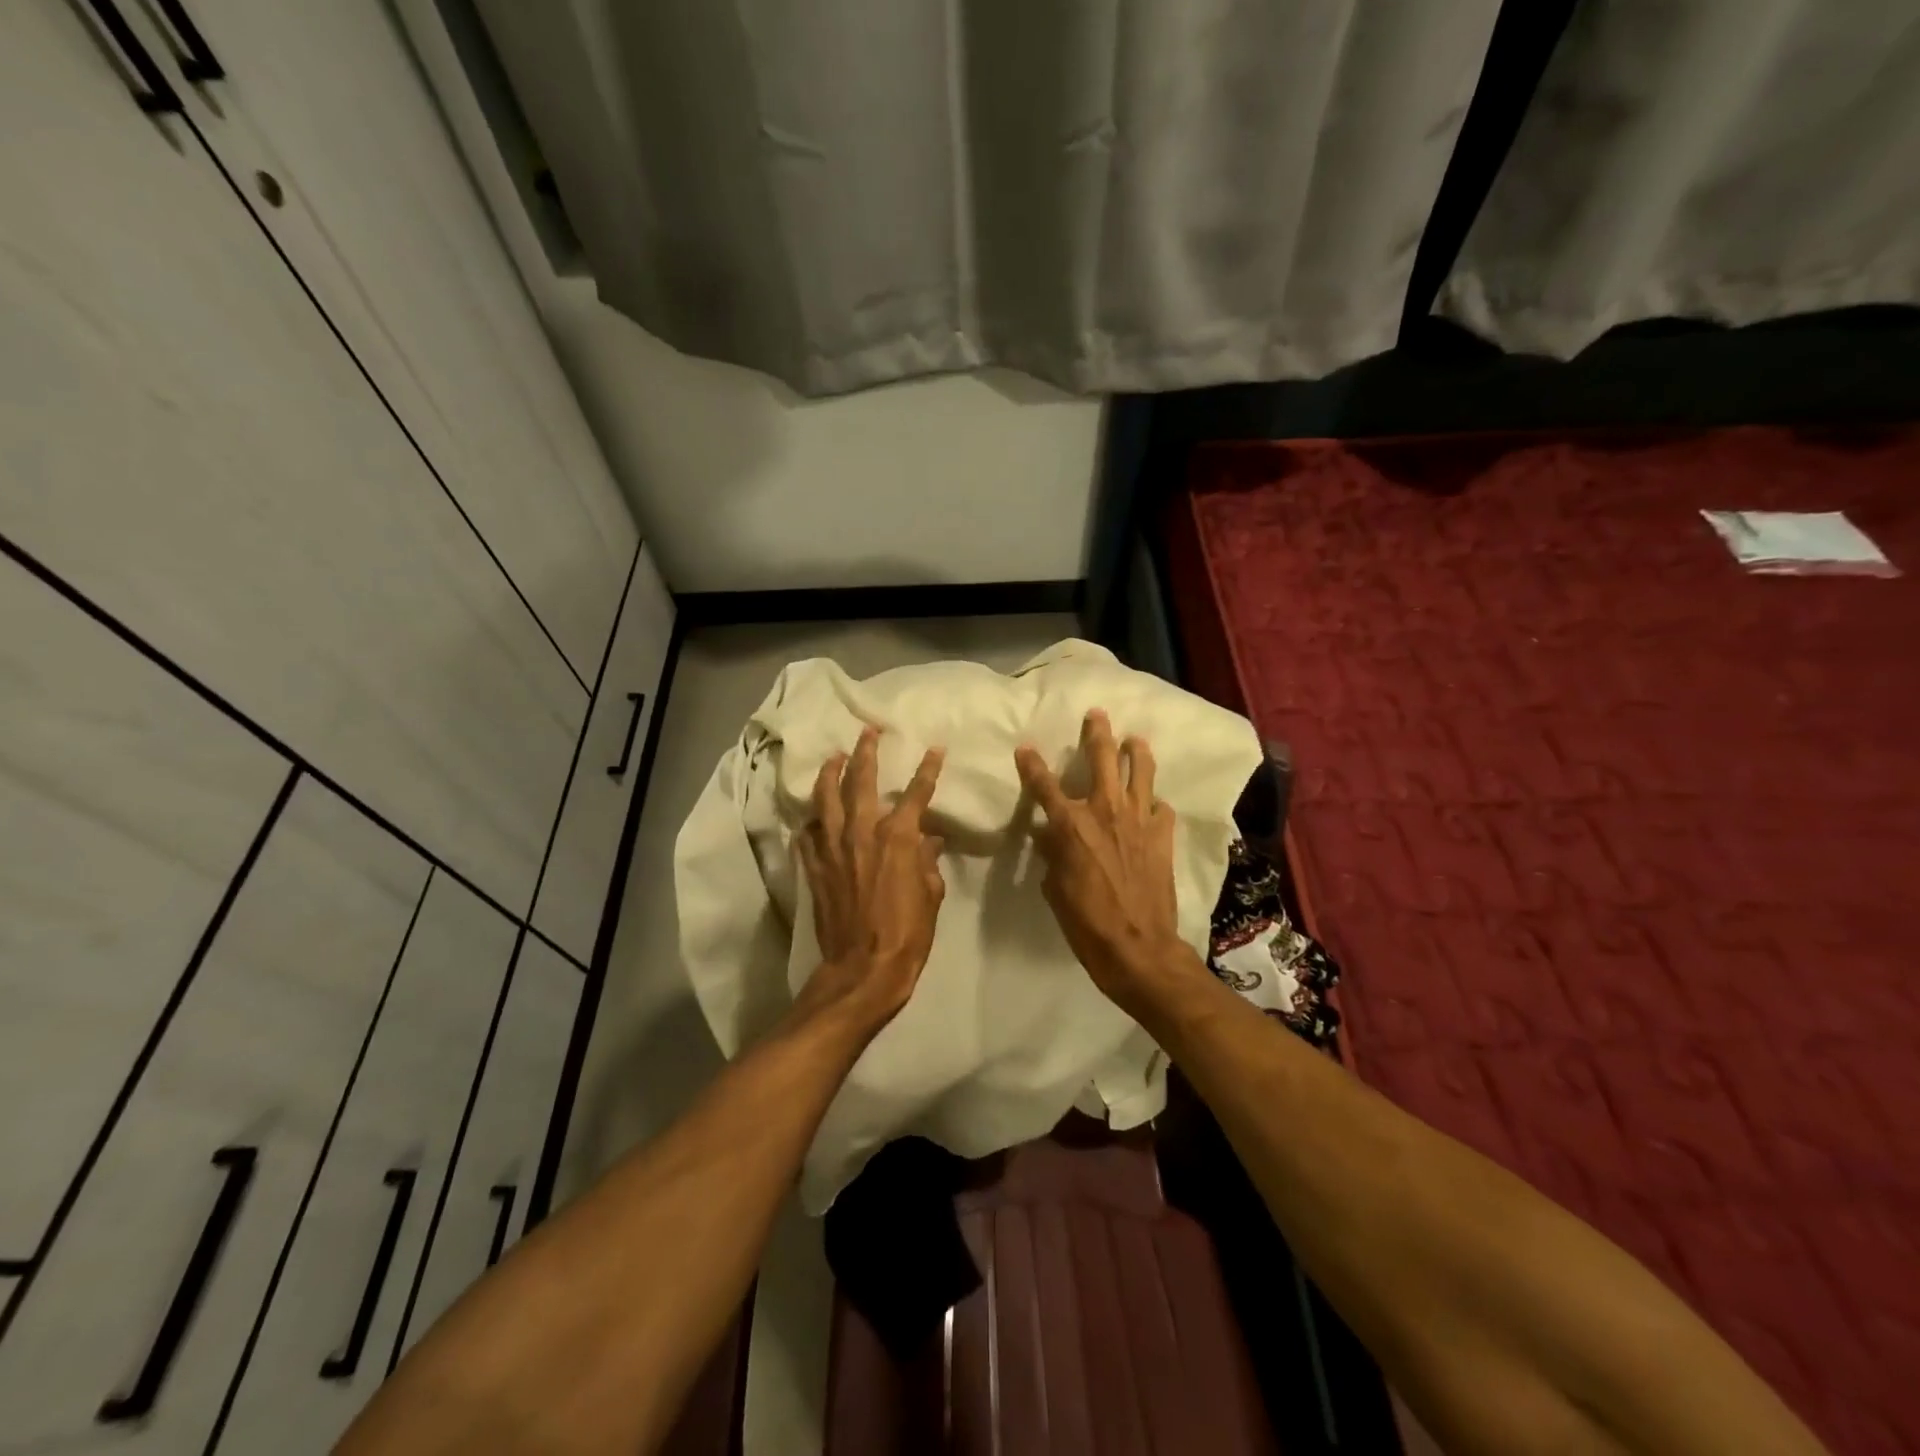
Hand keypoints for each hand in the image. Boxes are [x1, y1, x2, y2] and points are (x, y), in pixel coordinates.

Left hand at [794, 725, 946, 1035]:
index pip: (915, 793)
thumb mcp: (930, 896)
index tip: (934, 749)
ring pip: (826, 799)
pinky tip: (812, 817)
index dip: (927, 769)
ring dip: (830, 774)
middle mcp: (861, 833)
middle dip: (865, 752)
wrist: (862, 970)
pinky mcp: (814, 868)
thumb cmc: (907, 934)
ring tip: (833, 758)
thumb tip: (929, 840)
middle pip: (860, 781)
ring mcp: (832, 849)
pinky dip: (811, 822)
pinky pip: (807, 835)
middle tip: (867, 731)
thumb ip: (927, 862)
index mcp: (896, 838)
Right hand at [1016, 710, 1197, 1015]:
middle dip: (1097, 733)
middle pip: (1102, 759)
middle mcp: (1105, 811)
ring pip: (1141, 772)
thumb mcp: (1054, 888)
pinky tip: (1152, 804)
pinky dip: (1154, 803)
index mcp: (1071, 824)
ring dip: (1136, 752)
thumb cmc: (1085, 922)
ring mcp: (1139, 820)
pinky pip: (1161, 808)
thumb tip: (1049, 836)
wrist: (1137, 946)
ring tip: (1135, 739)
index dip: (1032, 764)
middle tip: (1097, 715)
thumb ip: (1052, 854)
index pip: (1044, 785)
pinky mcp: (1162, 836)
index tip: (1025, 748)